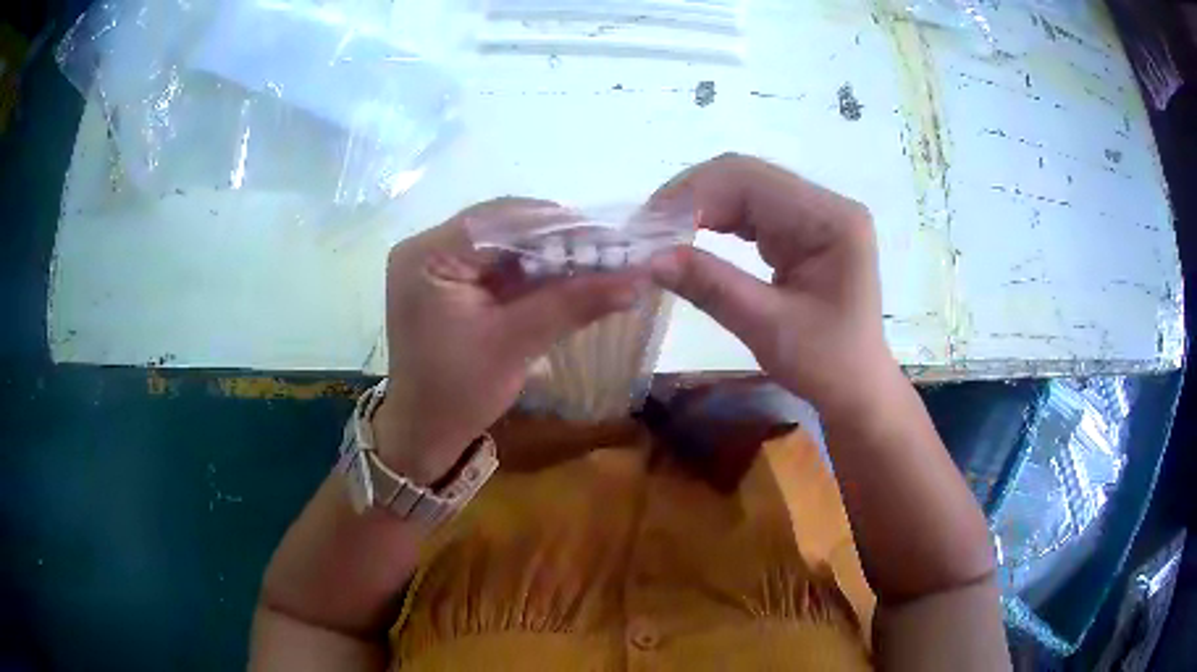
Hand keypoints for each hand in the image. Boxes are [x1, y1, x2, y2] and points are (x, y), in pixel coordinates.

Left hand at [374, 199, 644, 483]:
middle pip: (504, 225)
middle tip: (612, 251)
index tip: (613, 238)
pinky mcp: (451, 279)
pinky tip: (570, 276)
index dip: (560, 225)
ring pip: (507, 242)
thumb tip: (638, 279)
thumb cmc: (458, 392)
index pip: (502, 220)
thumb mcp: (515, 344)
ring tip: (600, 262)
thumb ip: (572, 304)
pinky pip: (500, 262)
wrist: (425, 432)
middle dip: (560, 239)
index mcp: (429, 255)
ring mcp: (438, 262)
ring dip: (552, 253)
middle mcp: (428, 246)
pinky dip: (535, 270)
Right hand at [648, 154, 896, 413]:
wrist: (858, 389)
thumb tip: (649, 259)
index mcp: (830, 219)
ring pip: (743, 189)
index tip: (646, 227)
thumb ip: (711, 285)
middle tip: (645, 231)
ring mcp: (815, 213)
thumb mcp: (767, 327)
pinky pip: (751, 210)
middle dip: (690, 198)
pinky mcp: (804, 228)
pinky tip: (688, 236)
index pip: (750, 181)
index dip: (692, 195)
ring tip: (659, 234)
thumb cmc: (826, 365)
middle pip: (745, 177)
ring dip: (699, 207)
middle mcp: (826, 204)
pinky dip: (715, 220)